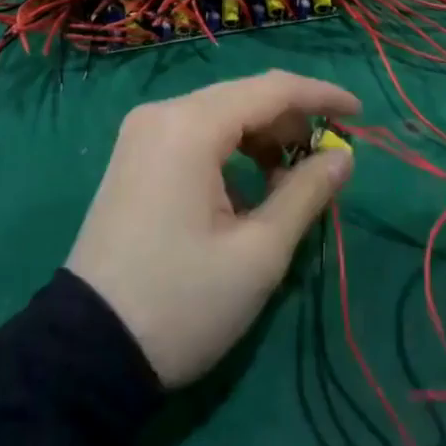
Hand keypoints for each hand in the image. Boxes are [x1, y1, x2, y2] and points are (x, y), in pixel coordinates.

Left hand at [67, 70, 357, 387]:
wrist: (84, 355)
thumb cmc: (182, 303)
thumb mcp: (259, 253)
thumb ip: (307, 192)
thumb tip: (344, 155)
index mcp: (190, 126)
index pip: (271, 89)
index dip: (322, 96)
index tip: (361, 115)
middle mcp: (162, 114)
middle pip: (244, 97)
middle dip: (292, 122)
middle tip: (328, 160)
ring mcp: (142, 133)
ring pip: (221, 114)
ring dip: (262, 138)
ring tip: (289, 183)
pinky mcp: (135, 156)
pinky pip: (196, 134)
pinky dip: (231, 151)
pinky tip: (248, 190)